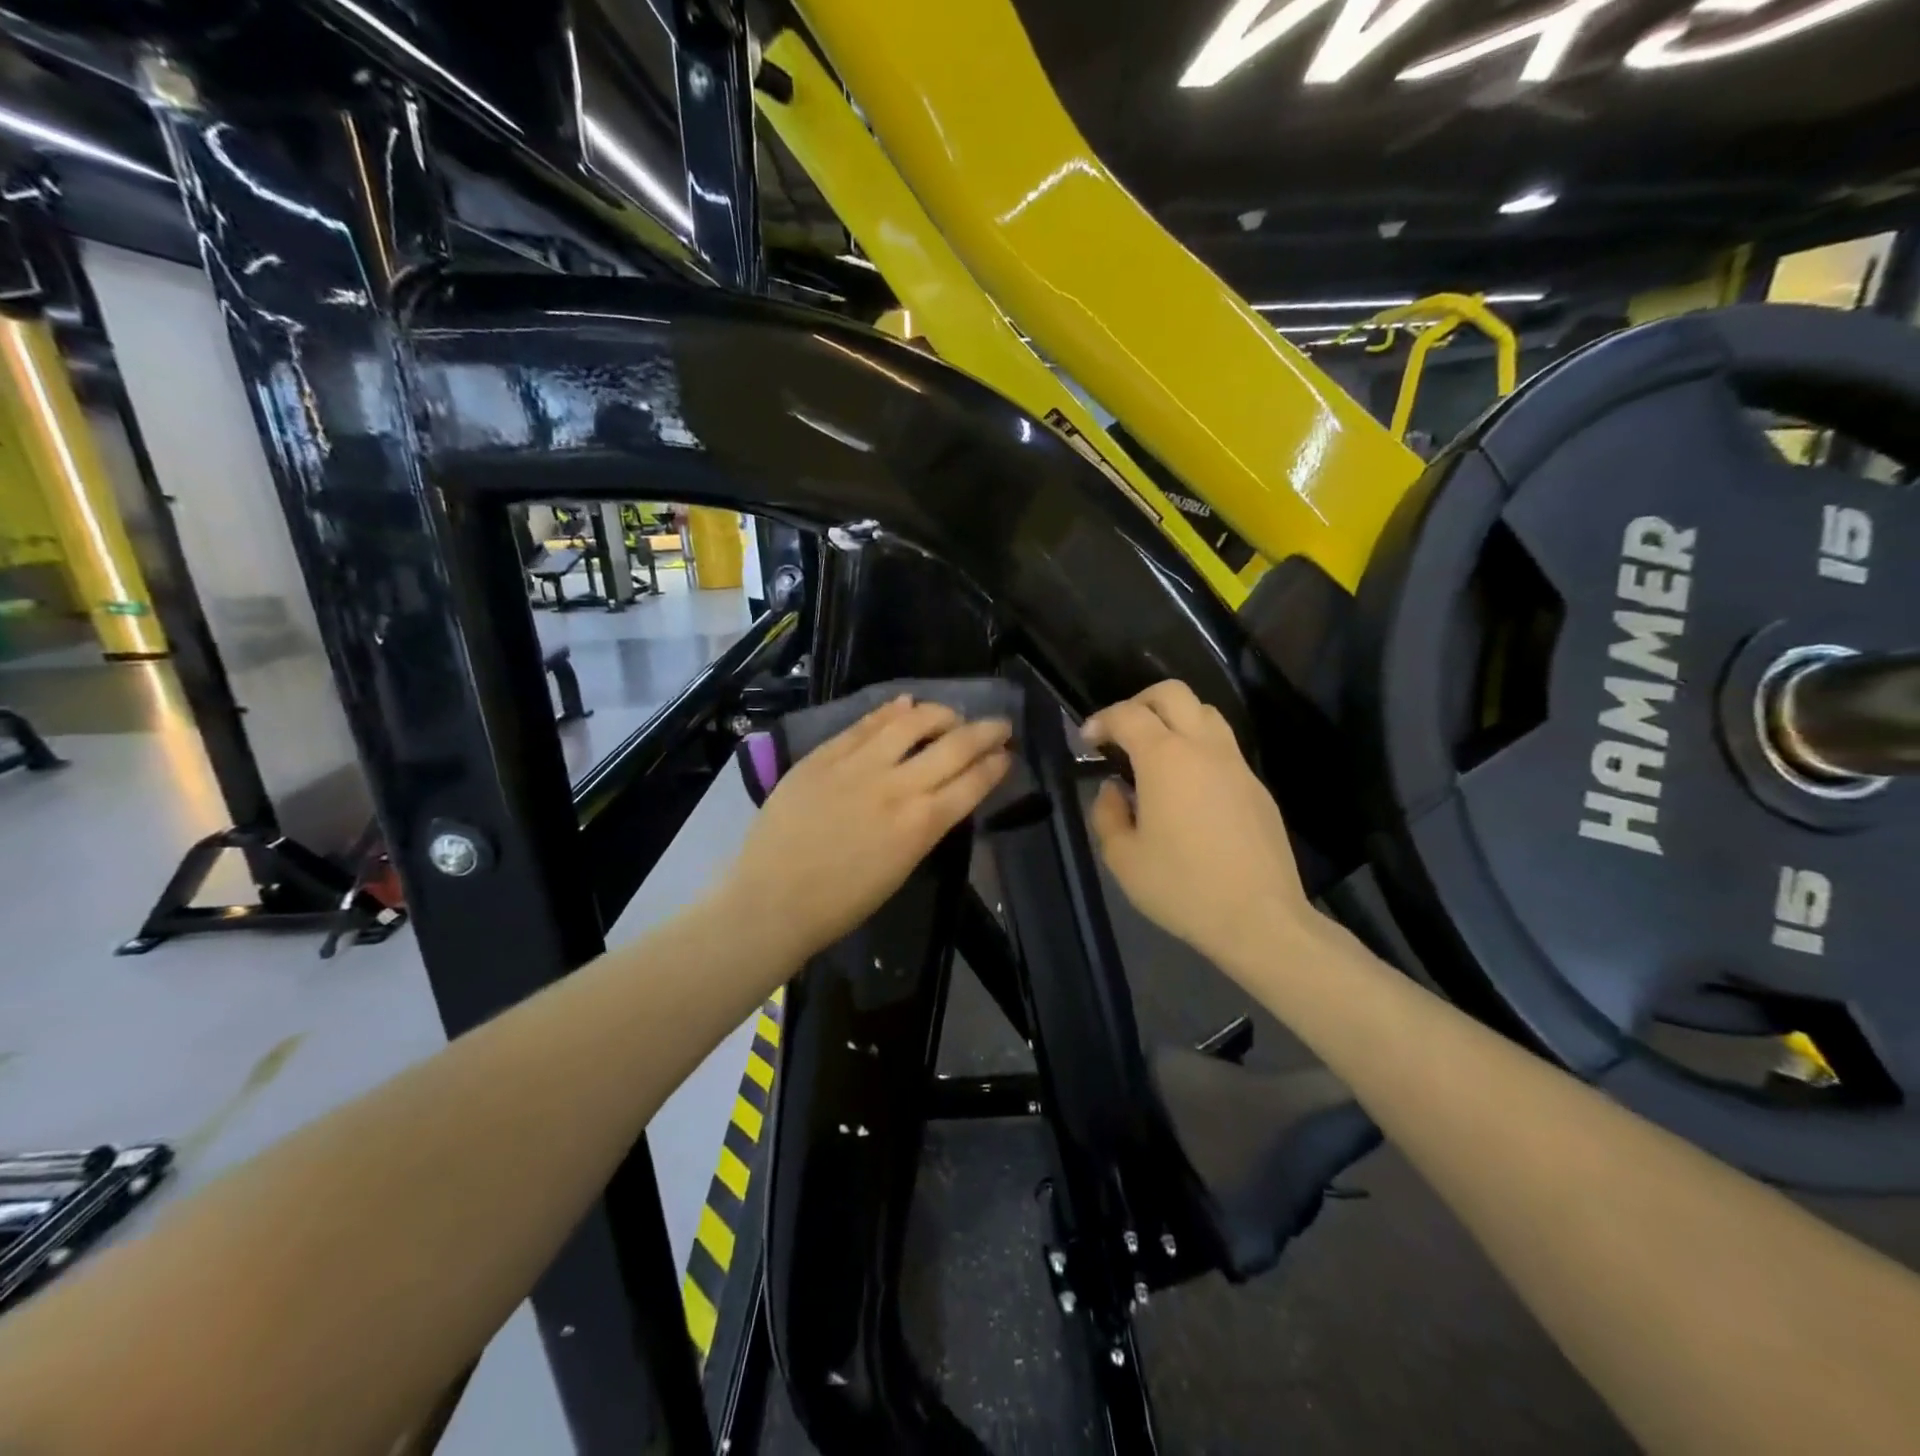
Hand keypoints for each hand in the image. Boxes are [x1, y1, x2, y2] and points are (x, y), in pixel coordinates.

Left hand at [717, 697, 1011, 963]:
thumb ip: (925, 824)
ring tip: (950, 714)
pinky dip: (891, 710)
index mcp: (922, 825)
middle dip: (986, 731)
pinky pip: (866, 722)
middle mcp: (898, 786)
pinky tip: (905, 704)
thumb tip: (942, 793)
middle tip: (999, 725)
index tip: (1006, 755)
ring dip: (941, 713)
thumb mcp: (900, 867)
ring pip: (912, 721)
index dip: (996, 764)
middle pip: (955, 745)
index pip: (974, 782)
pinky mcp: (825, 755)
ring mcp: (859, 765)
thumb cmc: (842, 902)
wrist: (773, 900)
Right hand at [1084, 681, 1313, 969]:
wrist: (1259, 918)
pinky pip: (1224, 747)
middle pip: (1172, 693)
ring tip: (1156, 752)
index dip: (1101, 720)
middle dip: (1140, 702)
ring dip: (1175, 718)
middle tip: (1122, 732)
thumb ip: (1107, 813)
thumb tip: (1113, 789)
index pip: (1127, 715)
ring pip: (1206, 712)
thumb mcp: (1123, 858)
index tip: (1087, 740)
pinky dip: (1199, 747)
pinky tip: (1188, 786)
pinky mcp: (1256, 786)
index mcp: (1164, 758)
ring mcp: (1236, 764)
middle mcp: (1203, 748)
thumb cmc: (1182, 887)